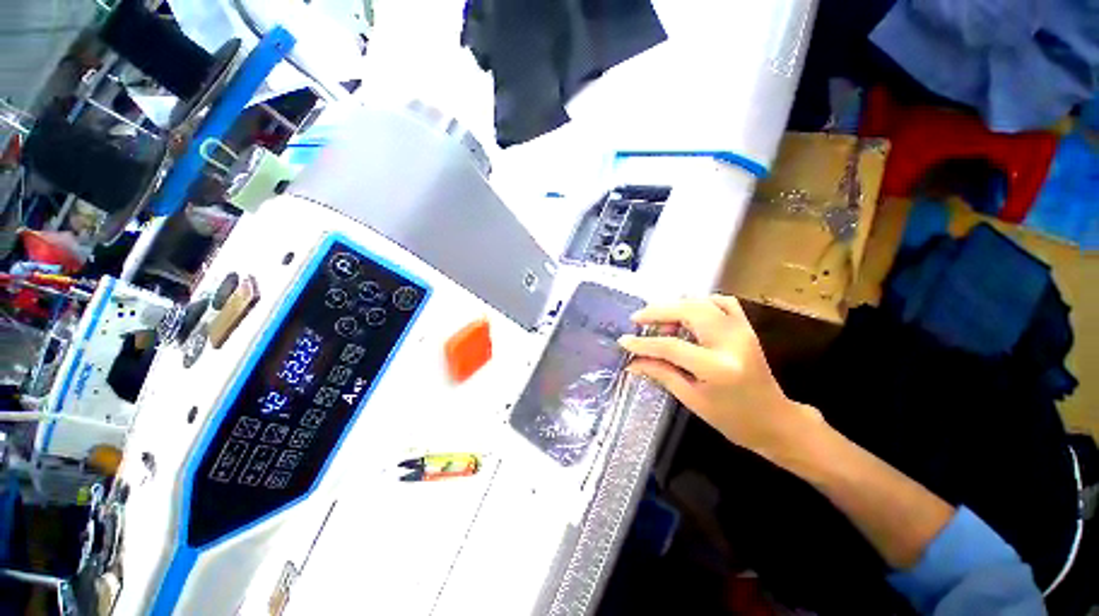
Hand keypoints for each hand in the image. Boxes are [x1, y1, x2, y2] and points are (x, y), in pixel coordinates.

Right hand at [618, 295, 822, 459]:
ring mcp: (742, 330)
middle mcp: (731, 341)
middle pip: (688, 311)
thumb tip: (632, 362)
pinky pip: (723, 302)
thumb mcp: (691, 399)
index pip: (671, 346)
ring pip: (703, 302)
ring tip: (659, 319)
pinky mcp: (746, 327)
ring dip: (676, 306)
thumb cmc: (732, 419)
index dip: (643, 343)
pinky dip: (701, 302)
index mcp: (717, 367)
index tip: (623, 341)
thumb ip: (661, 374)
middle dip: (657, 311)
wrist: (775, 421)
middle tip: (637, 319)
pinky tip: (688, 313)